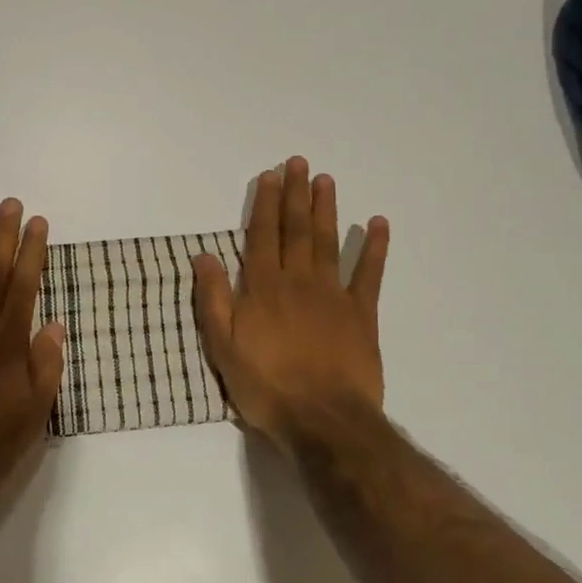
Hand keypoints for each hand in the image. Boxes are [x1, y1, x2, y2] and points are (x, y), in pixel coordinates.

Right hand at [194, 156, 388, 444]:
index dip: (265, 204)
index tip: (269, 176)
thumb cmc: (266, 385)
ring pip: (328, 242)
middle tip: (299, 163)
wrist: (322, 419)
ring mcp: (332, 295)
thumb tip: (203, 256)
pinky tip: (378, 224)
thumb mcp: (222, 347)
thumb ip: (213, 299)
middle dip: (295, 194)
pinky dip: (374, 248)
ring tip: (326, 180)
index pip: (262, 236)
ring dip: (326, 209)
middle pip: (296, 229)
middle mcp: (297, 281)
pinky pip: (368, 274)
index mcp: (263, 288)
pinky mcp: (361, 314)